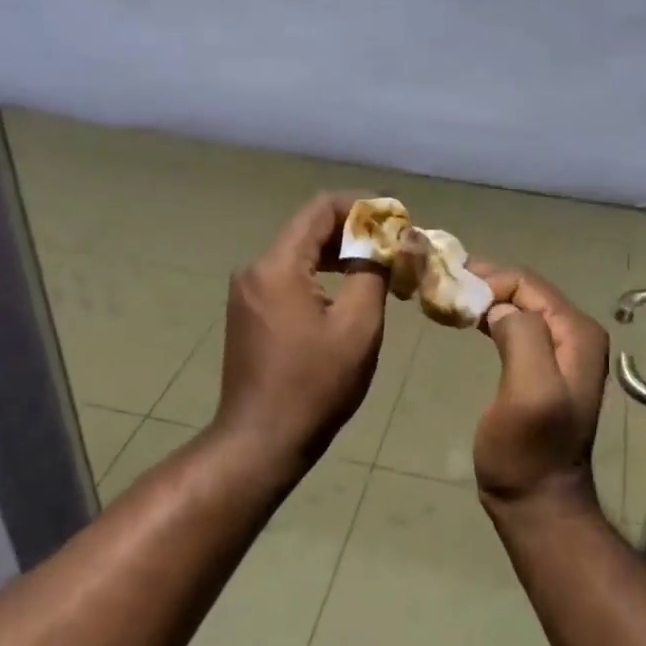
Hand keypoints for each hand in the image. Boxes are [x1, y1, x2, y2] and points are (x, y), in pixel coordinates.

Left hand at [213, 192, 388, 468]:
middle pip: (309, 229)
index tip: (397, 217)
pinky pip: (288, 277)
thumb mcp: (358, 326)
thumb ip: (373, 272)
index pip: (321, 208)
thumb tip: (387, 243)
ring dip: (340, 254)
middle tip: (396, 245)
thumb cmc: (315, 384)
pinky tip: (349, 291)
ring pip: (299, 254)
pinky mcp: (249, 312)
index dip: (362, 205)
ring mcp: (247, 292)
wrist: (261, 440)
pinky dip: (321, 276)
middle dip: (354, 230)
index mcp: (278, 266)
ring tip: (381, 267)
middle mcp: (255, 269)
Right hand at [468, 262, 610, 518]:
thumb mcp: (529, 391)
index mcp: (576, 333)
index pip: (528, 283)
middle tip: (441, 284)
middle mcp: (575, 334)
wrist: (538, 501)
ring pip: (518, 306)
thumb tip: (499, 308)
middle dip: (485, 283)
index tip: (448, 287)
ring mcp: (561, 351)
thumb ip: (522, 337)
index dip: (488, 279)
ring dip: (485, 298)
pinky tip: (467, 319)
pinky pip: (516, 327)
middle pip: (525, 290)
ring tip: (448, 297)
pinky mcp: (544, 366)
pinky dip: (490, 318)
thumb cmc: (528, 450)